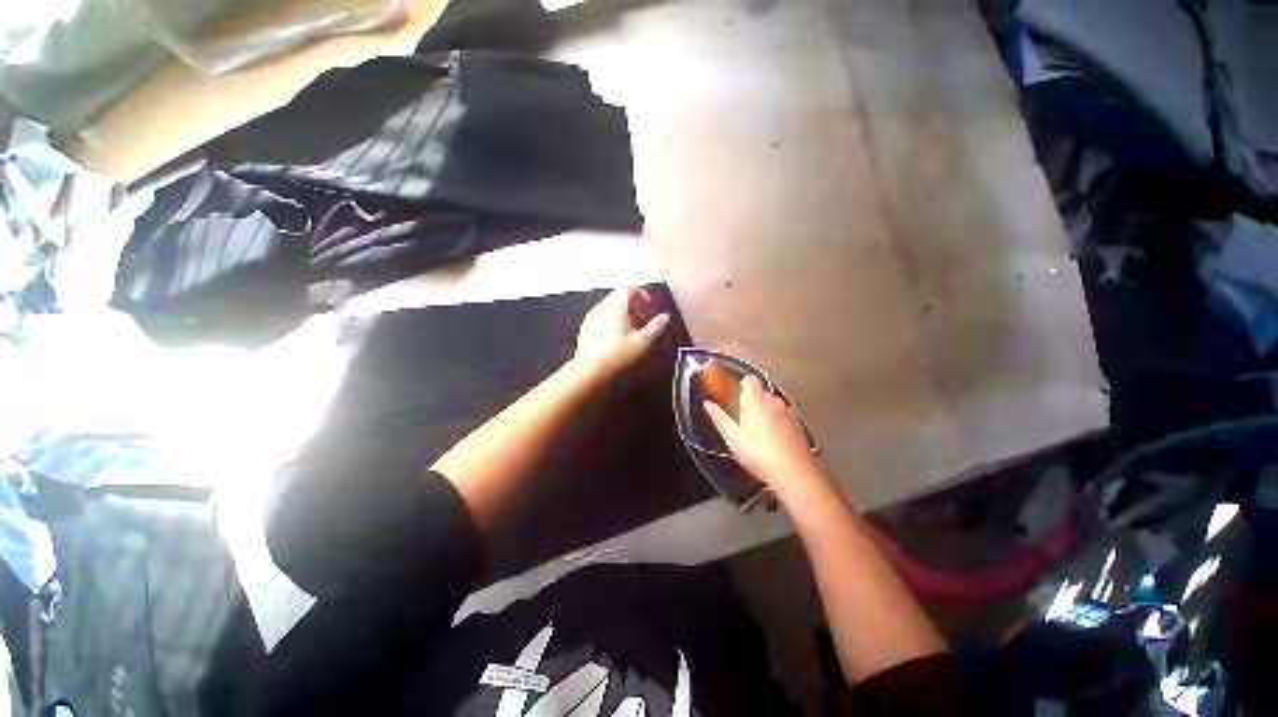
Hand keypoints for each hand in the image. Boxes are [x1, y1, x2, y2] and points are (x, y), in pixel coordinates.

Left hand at [572, 288, 670, 379]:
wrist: (590, 370)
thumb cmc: (616, 356)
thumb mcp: (642, 342)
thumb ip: (656, 327)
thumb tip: (665, 317)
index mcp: (616, 307)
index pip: (629, 289)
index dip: (642, 294)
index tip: (648, 305)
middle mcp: (602, 307)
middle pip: (619, 295)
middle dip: (633, 303)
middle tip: (642, 316)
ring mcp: (591, 316)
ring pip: (610, 305)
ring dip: (622, 311)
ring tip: (631, 328)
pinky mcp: (586, 326)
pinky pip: (601, 315)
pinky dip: (612, 318)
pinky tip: (617, 335)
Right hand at [703, 376, 829, 501]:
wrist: (796, 475)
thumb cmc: (759, 455)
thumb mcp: (733, 439)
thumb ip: (719, 418)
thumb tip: (707, 404)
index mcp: (757, 401)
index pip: (749, 379)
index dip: (740, 386)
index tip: (734, 401)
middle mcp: (775, 402)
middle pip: (761, 392)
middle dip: (751, 402)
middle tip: (742, 422)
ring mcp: (789, 413)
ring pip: (772, 405)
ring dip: (764, 413)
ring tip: (757, 435)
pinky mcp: (799, 425)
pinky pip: (783, 416)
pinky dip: (776, 423)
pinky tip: (773, 443)